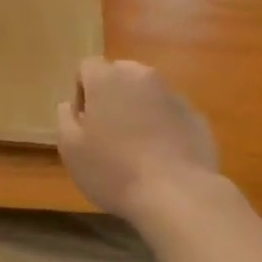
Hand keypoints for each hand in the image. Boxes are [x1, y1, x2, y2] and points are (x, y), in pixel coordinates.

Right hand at [57, 58, 221, 223]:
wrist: (178, 195)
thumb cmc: (114, 170)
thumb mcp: (70, 149)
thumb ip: (65, 119)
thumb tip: (69, 105)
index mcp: (108, 78)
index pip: (87, 67)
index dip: (81, 92)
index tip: (84, 124)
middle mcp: (142, 76)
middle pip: (120, 76)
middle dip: (112, 97)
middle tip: (108, 134)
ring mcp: (173, 95)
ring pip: (148, 94)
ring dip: (139, 111)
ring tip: (137, 149)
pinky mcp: (197, 117)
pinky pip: (171, 115)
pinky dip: (165, 128)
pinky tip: (162, 159)